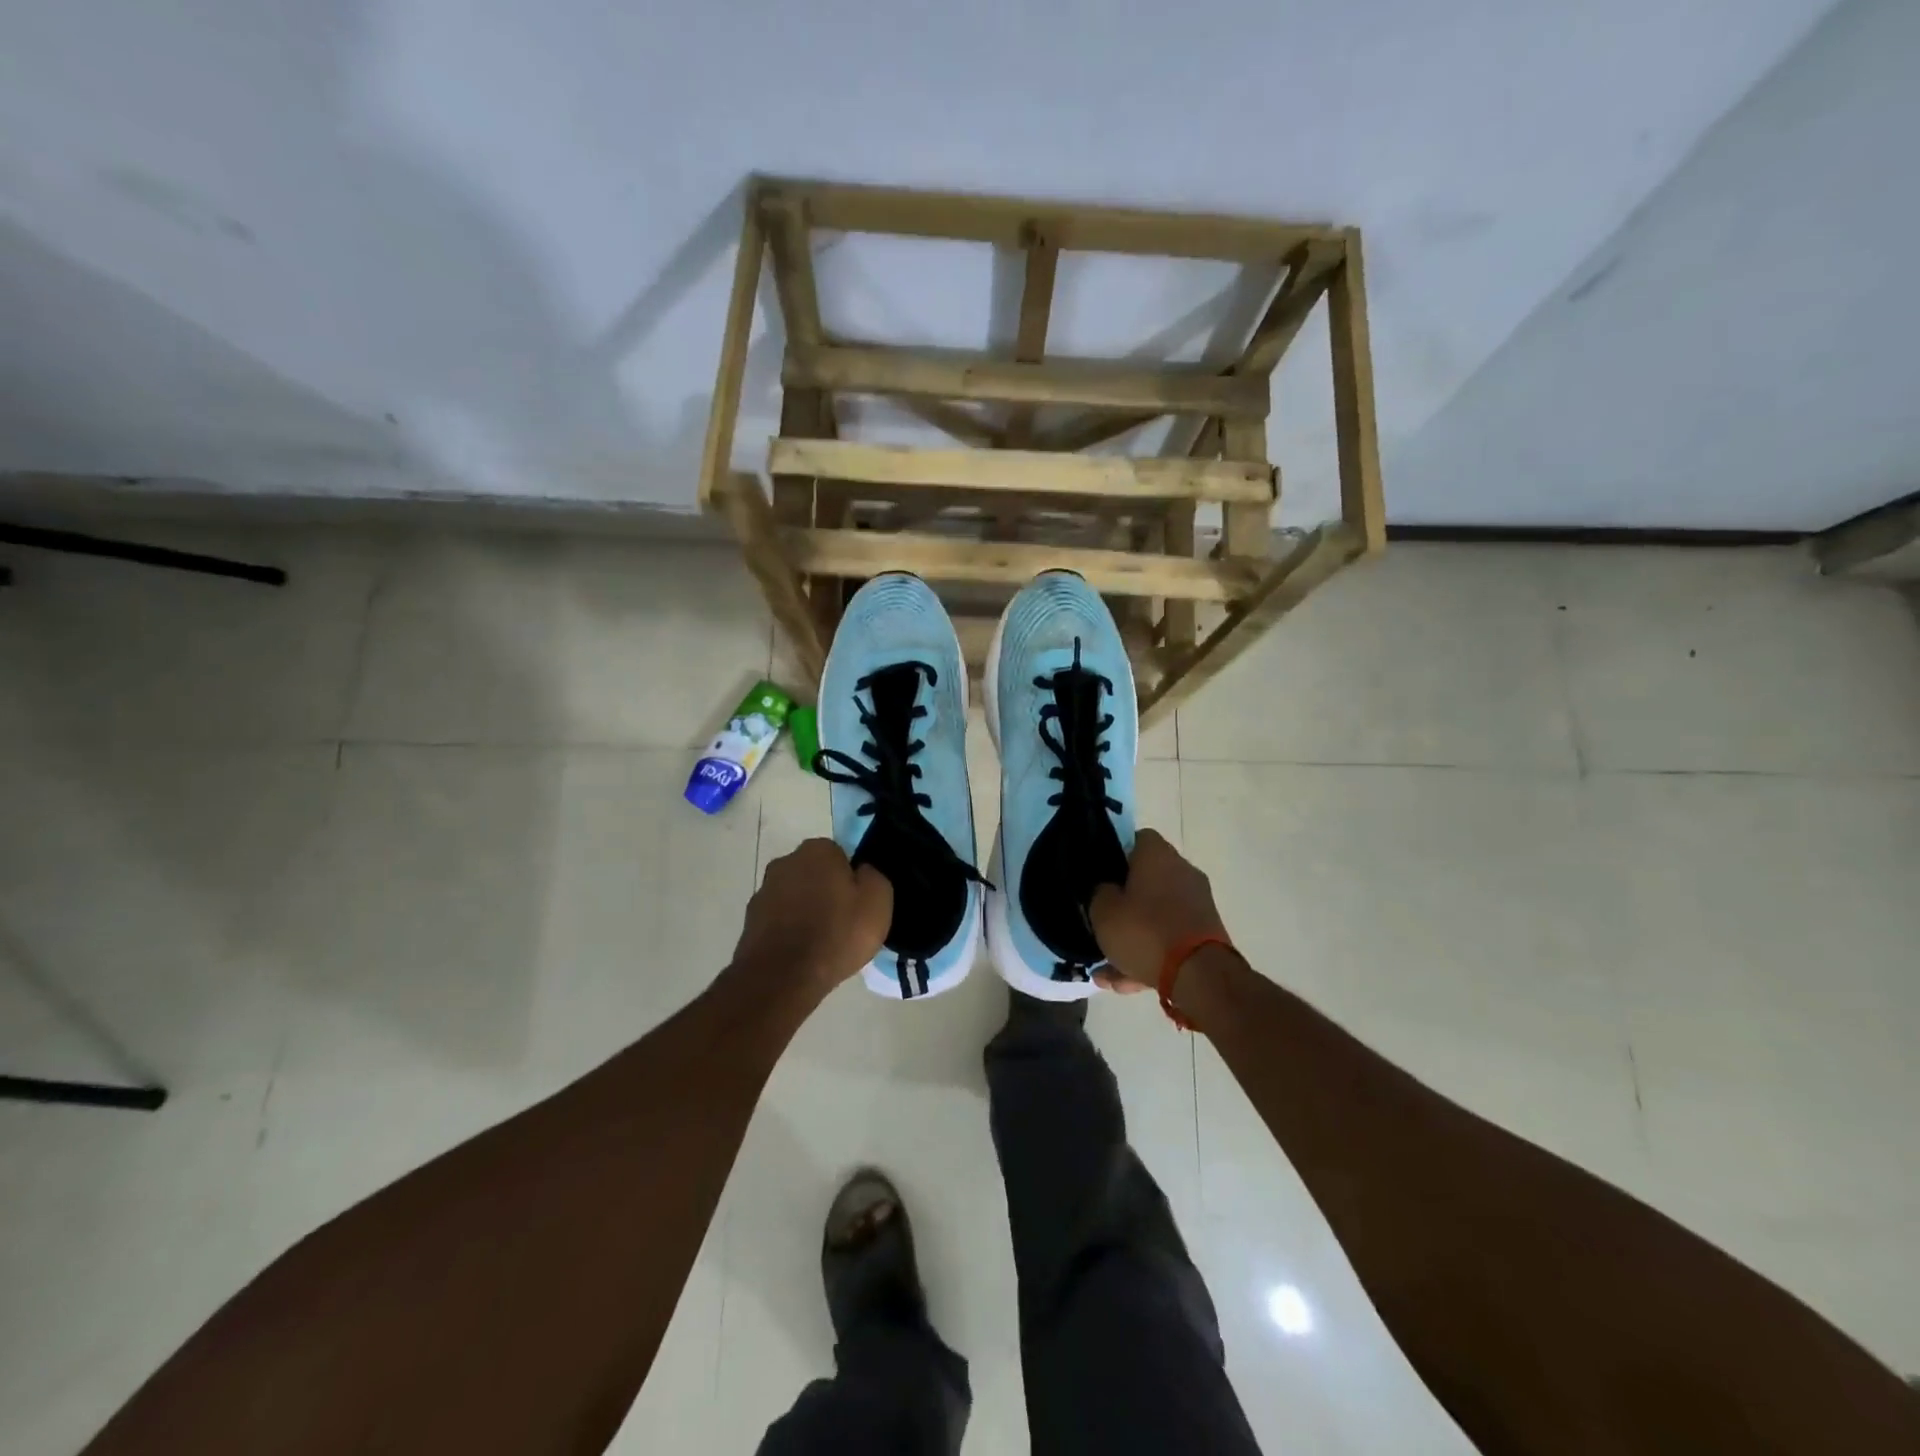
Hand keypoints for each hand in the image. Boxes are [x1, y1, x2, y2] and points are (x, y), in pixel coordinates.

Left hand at [730, 838, 891, 996]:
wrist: (782, 977)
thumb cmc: (836, 933)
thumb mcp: (878, 901)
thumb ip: (874, 877)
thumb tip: (862, 873)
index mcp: (817, 850)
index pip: (840, 855)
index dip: (851, 880)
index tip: (858, 904)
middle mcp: (785, 862)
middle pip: (814, 874)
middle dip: (826, 892)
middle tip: (843, 923)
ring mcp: (763, 892)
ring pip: (795, 897)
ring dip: (806, 912)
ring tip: (823, 944)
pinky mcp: (749, 922)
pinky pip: (779, 921)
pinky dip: (789, 932)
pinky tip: (802, 955)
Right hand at [1090, 829, 1230, 992]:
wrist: (1200, 976)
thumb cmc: (1145, 931)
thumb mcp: (1103, 911)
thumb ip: (1100, 894)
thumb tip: (1107, 890)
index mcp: (1158, 855)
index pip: (1136, 839)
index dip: (1115, 855)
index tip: (1100, 877)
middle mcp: (1182, 871)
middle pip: (1146, 880)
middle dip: (1123, 905)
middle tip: (1101, 924)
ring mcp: (1197, 904)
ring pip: (1156, 916)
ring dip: (1133, 938)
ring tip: (1107, 970)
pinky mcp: (1206, 934)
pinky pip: (1170, 938)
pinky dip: (1150, 956)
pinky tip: (1127, 984)